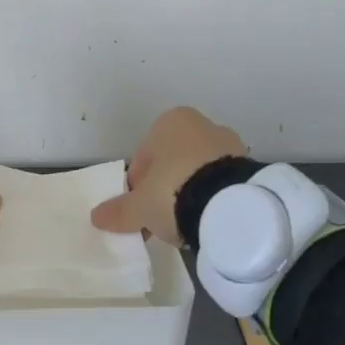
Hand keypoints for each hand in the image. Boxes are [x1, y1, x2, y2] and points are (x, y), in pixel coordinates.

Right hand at [90, 106, 246, 244]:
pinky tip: (207, 218)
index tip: (141, 210)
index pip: (143, 157)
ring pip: (197, 171)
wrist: (230, 205)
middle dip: (165, 187)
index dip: (138, 186)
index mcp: (169, 122)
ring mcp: (228, 143)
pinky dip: (211, 197)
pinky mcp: (248, 165)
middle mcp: (199, 124)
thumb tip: (96, 216)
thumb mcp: (140, 206)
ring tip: (186, 223)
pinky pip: (220, 182)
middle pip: (172, 162)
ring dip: (189, 192)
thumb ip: (119, 210)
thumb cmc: (173, 191)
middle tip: (161, 218)